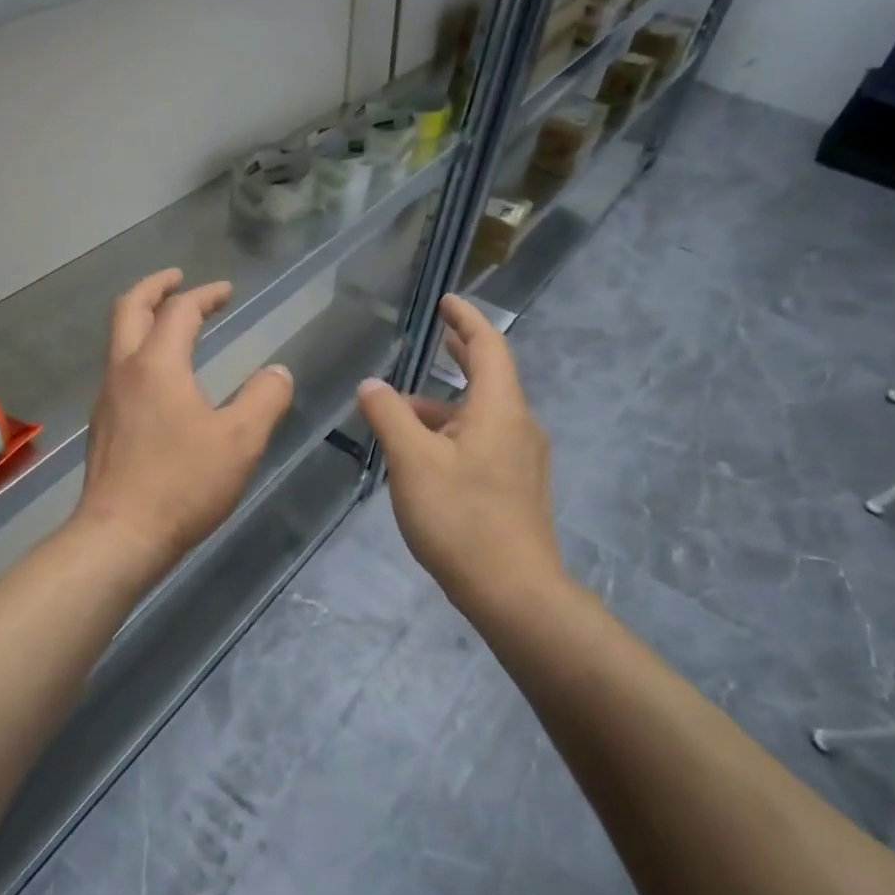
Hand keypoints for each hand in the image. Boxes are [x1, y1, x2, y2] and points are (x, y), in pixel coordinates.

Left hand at [74, 270, 294, 583]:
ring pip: (118, 340)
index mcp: (157, 364)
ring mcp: (107, 398)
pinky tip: (160, 378)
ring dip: (143, 319)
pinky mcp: (103, 425)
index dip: (205, 295)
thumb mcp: (240, 440)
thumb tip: (278, 372)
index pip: (180, 311)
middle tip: (177, 278)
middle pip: (129, 309)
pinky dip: (139, 351)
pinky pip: (119, 370)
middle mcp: (124, 371)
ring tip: (171, 323)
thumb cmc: (182, 483)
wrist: (120, 535)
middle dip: (154, 287)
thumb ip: (265, 398)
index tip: (226, 291)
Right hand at [356, 294, 566, 609]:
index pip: (488, 346)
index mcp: (499, 409)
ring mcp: (522, 460)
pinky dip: (454, 432)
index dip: (466, 320)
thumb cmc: (461, 517)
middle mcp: (519, 426)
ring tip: (403, 411)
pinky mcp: (517, 487)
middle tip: (436, 338)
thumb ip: (389, 416)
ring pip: (482, 415)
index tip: (447, 302)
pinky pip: (484, 441)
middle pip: (490, 377)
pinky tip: (425, 454)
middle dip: (461, 355)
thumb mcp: (412, 461)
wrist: (514, 592)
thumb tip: (372, 384)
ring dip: (446, 405)